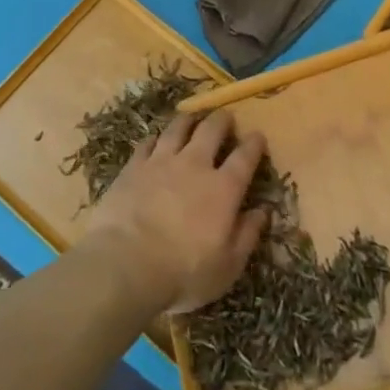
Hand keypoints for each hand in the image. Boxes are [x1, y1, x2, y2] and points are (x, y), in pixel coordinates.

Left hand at [81, 109, 268, 315]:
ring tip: (192, 117)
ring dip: (188, 120)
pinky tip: (155, 140)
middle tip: (226, 118)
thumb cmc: (184, 272)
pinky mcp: (134, 166)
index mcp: (223, 189)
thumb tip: (263, 211)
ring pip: (178, 128)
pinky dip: (155, 139)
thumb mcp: (228, 266)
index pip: (244, 157)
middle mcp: (195, 165)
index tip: (258, 136)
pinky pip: (147, 143)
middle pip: (211, 131)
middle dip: (222, 121)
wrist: (126, 263)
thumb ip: (248, 235)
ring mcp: (161, 161)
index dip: (254, 144)